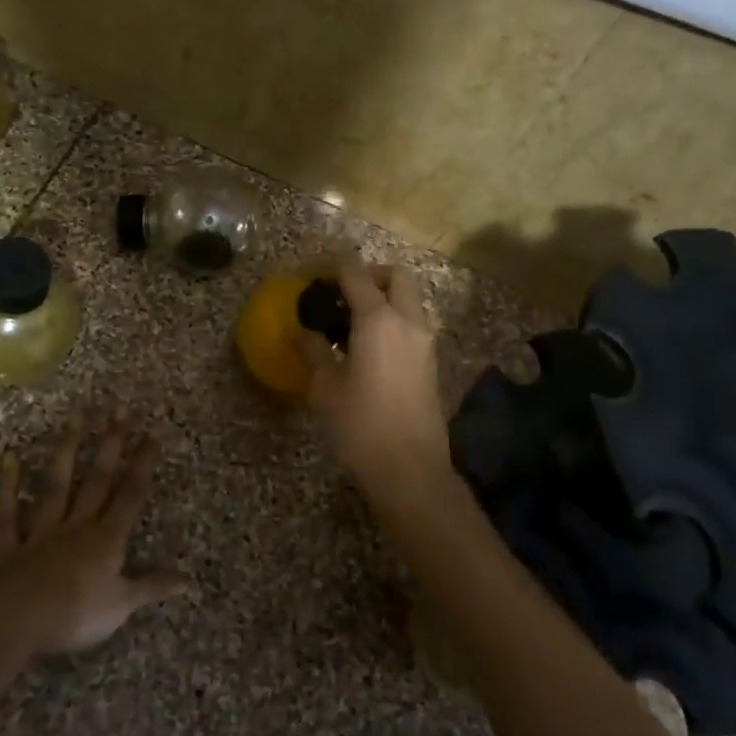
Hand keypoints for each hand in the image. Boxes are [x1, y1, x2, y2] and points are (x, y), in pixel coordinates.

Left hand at [0, 405, 187, 654]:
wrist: (17, 624)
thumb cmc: (75, 616)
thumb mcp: (122, 606)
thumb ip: (151, 587)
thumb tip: (188, 579)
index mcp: (106, 540)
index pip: (130, 495)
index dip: (142, 464)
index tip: (152, 433)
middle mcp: (76, 526)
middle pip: (97, 480)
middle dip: (111, 444)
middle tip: (120, 409)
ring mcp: (41, 533)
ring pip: (56, 486)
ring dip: (67, 450)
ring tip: (76, 415)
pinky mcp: (8, 546)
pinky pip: (6, 513)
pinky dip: (6, 485)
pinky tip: (9, 455)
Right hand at [300, 253, 451, 500]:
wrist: (410, 470)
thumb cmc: (360, 426)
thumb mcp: (325, 387)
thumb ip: (314, 350)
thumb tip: (303, 331)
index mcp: (378, 319)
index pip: (354, 272)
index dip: (330, 264)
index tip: (310, 273)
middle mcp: (408, 321)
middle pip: (395, 276)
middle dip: (368, 274)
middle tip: (340, 292)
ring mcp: (425, 342)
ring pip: (408, 300)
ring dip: (383, 298)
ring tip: (350, 322)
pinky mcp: (431, 363)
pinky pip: (412, 325)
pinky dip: (392, 320)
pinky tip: (367, 347)